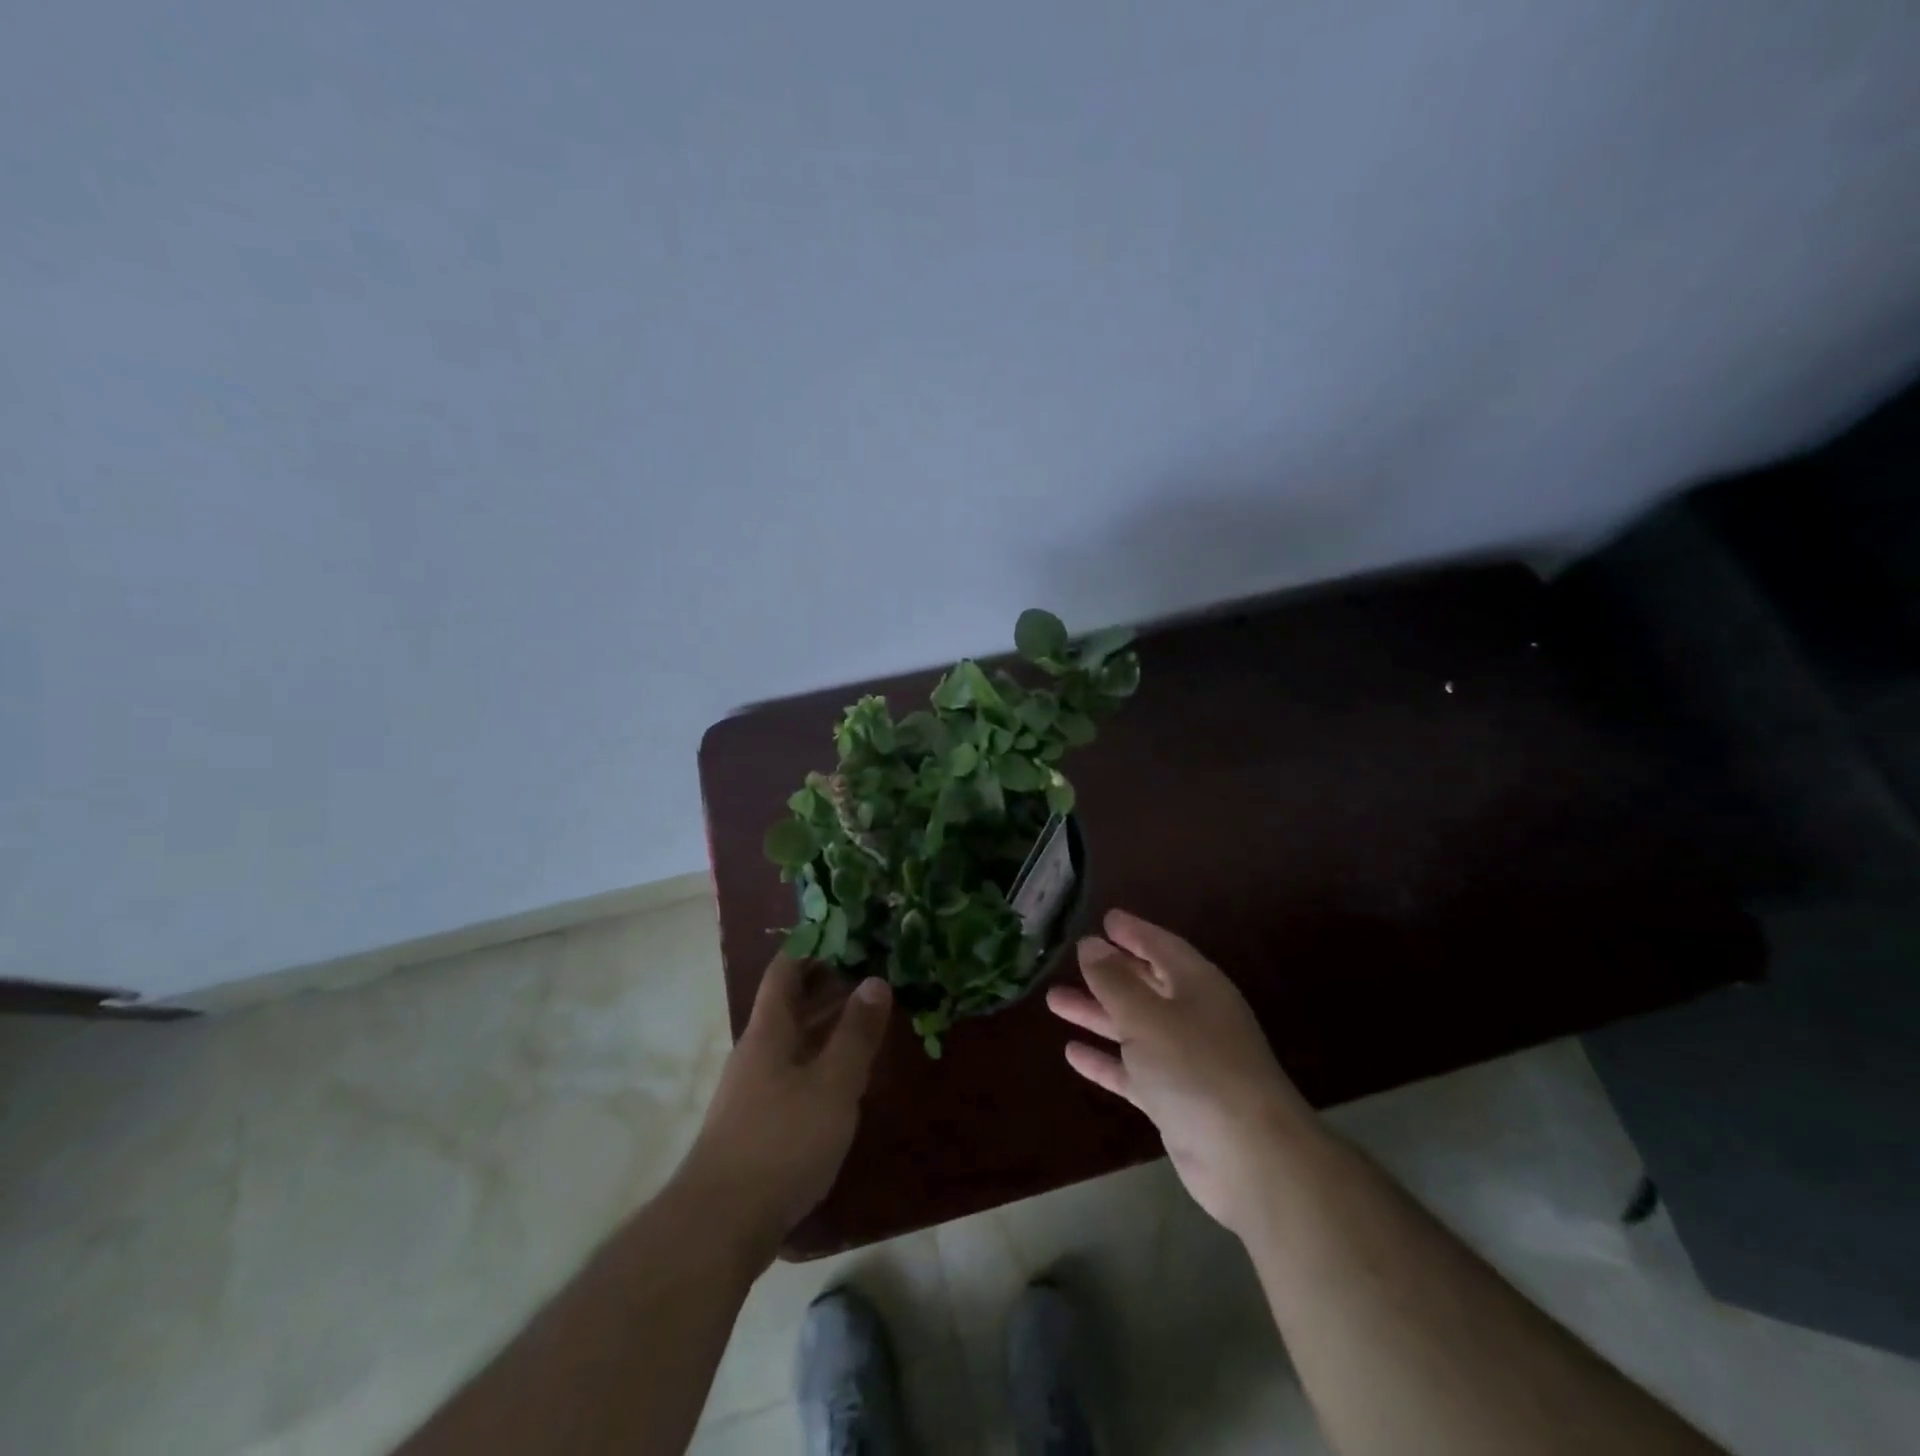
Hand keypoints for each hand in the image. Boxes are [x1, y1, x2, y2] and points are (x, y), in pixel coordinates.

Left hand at [678, 953, 891, 1251]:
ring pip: (791, 1045)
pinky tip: (844, 1085)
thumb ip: (856, 1033)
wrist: (719, 1226)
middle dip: (828, 990)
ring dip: (825, 1031)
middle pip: (789, 1007)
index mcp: (768, 1032)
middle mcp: (755, 1053)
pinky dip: (818, 1067)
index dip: (813, 948)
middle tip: (873, 980)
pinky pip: (791, 1078)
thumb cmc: (781, 1142)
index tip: (848, 938)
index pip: (785, 971)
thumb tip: (875, 980)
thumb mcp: (832, 1084)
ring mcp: (751, 1092)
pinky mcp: (754, 1127)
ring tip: (867, 1026)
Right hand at [1047, 909, 1319, 1234]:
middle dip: (1108, 973)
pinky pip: (1133, 1070)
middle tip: (1070, 959)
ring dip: (1097, 1014)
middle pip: (1145, 985)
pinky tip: (1072, 1053)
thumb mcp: (1147, 1016)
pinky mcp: (1175, 1100)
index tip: (1105, 919)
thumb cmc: (1197, 1068)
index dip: (1133, 931)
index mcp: (1197, 985)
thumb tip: (1090, 944)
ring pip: (1134, 1027)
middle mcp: (1193, 1016)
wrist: (1250, 1157)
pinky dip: (1106, 1060)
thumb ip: (1114, 980)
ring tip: (1055, 1001)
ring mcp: (1186, 1060)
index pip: (1161, 946)